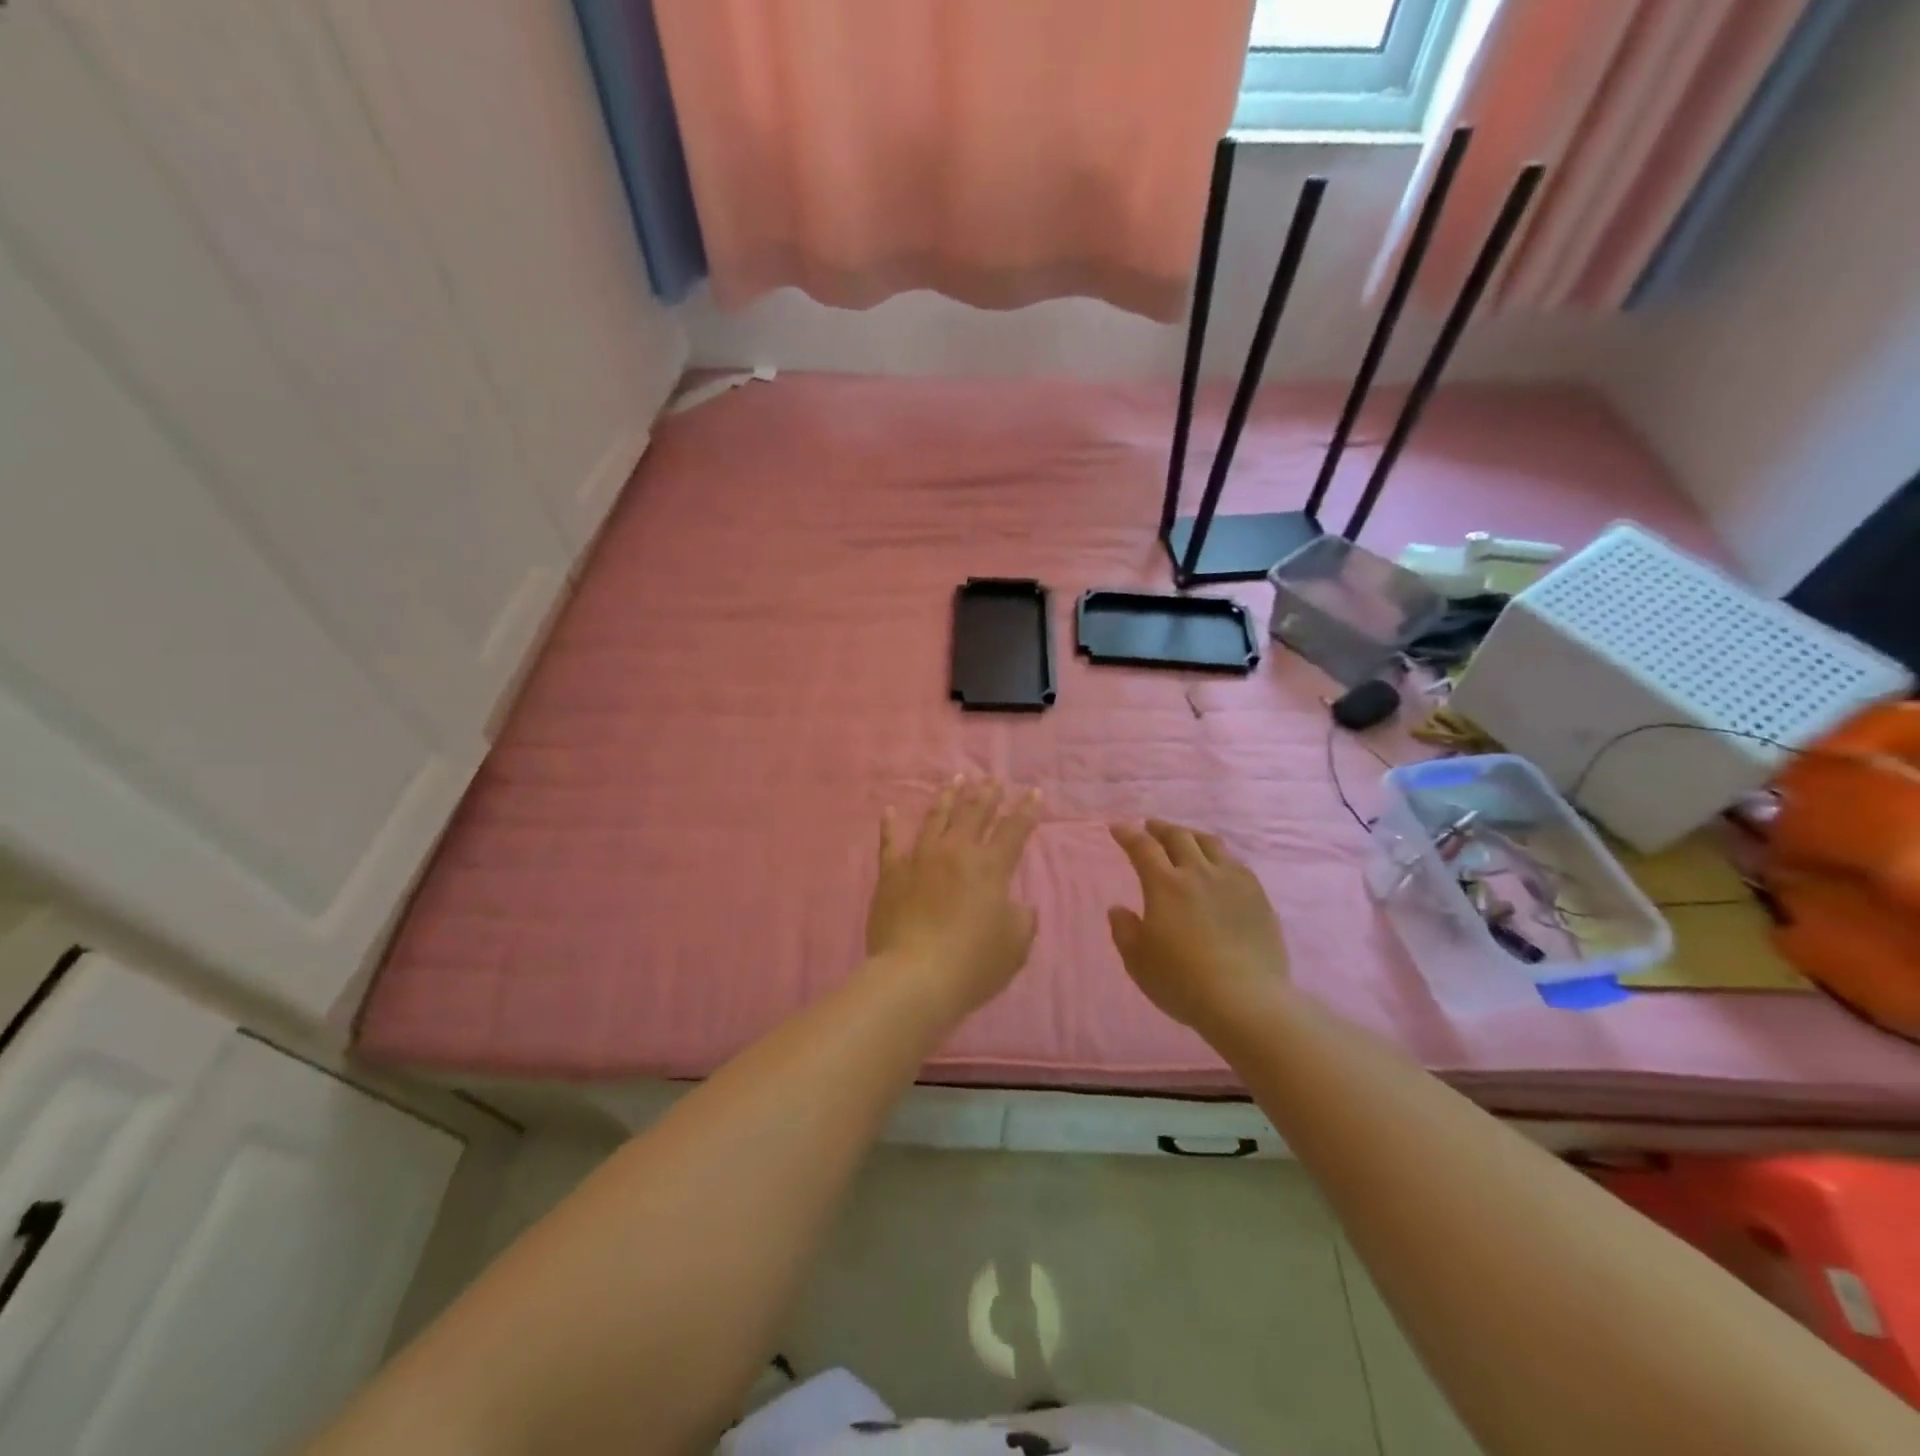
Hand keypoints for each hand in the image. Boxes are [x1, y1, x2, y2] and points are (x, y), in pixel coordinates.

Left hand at [866, 778, 1040, 1018]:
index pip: (1014, 830)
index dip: (1027, 810)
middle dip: (987, 794)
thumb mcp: (1015, 945)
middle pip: (975, 814)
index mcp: (990, 867)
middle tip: (993, 778)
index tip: (1034, 791)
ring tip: (957, 780)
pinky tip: (891, 810)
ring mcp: (920, 858)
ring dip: (949, 797)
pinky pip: (890, 842)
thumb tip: (1018, 905)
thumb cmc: (973, 963)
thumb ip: (1022, 919)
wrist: (915, 976)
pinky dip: (890, 825)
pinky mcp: (891, 873)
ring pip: (937, 817)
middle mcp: (956, 852)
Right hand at [1107, 820, 1289, 1032]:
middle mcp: (1197, 873)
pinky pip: (1236, 863)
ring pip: (1210, 843)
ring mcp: (1232, 881)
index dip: (1128, 834)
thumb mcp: (1138, 961)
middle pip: (1178, 837)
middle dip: (1160, 828)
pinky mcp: (1257, 896)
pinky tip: (1219, 866)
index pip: (1142, 847)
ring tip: (1185, 838)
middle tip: (1150, 826)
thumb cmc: (1182, 982)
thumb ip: (1124, 931)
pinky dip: (1219, 856)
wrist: (1246, 1000)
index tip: (1118, 827)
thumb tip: (1118, 908)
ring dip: (1191, 835)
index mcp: (1164, 885)